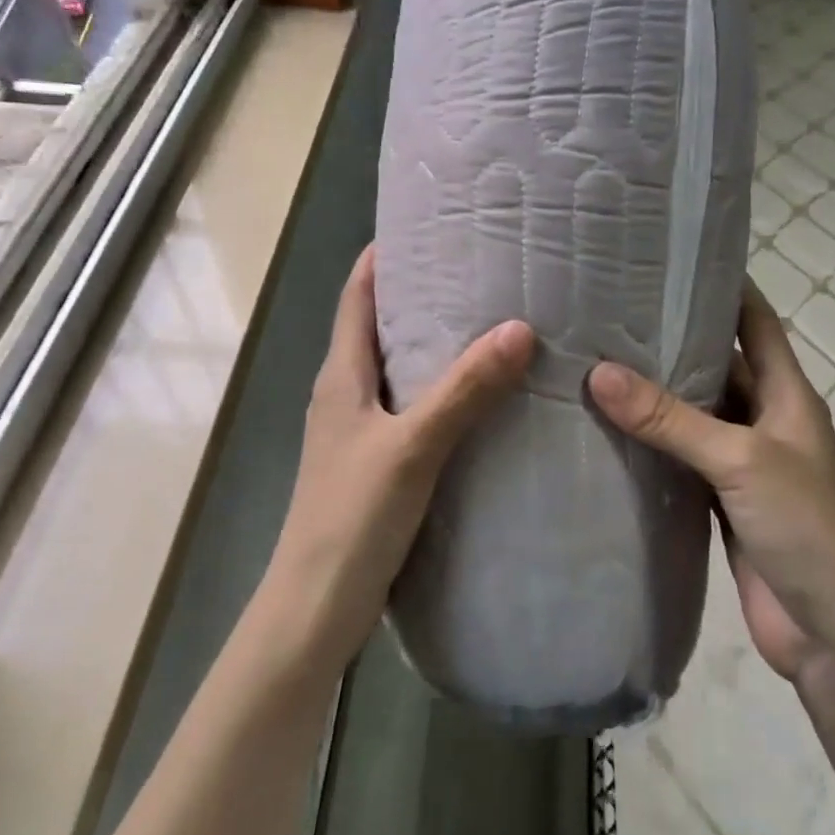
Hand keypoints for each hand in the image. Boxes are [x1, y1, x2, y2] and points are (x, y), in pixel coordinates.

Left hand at [267, 246, 534, 667]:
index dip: (384, 257)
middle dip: (423, 295)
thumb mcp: (411, 447)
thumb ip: (463, 390)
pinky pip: (415, 409)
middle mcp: (346, 394)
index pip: (357, 295)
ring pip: (401, 370)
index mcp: (341, 375)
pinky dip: (445, 391)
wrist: (316, 609)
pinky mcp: (380, 464)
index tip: (430, 226)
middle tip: (483, 271)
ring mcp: (361, 431)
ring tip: (494, 322)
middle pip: (381, 327)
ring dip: (437, 345)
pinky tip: (485, 398)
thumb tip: (519, 328)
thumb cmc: (351, 519)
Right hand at [588, 281, 834, 712]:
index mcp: (787, 395)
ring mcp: (742, 465)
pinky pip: (680, 463)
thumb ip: (672, 419)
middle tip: (605, 312)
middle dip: (670, 340)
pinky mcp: (721, 505)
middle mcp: (765, 421)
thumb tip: (599, 372)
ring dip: (655, 396)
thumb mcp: (742, 462)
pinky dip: (651, 448)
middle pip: (717, 366)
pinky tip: (606, 433)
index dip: (722, 285)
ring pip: (693, 416)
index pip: (755, 320)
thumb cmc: (810, 530)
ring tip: (593, 362)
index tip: (668, 259)